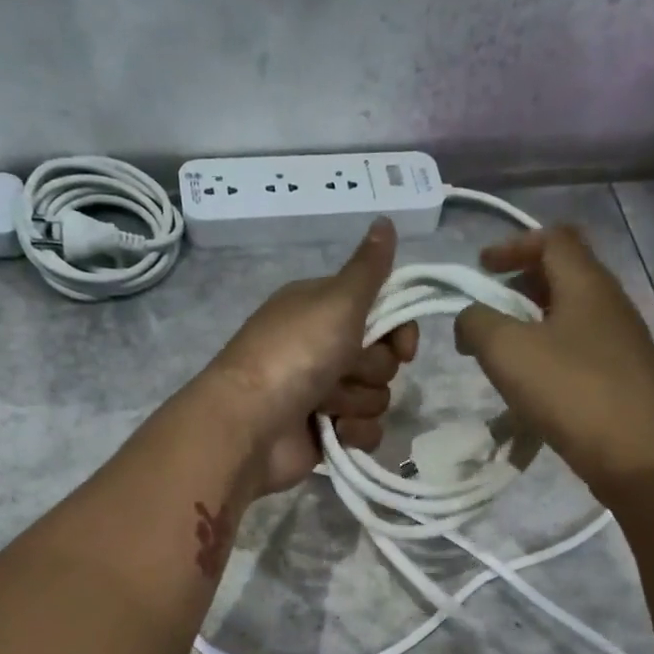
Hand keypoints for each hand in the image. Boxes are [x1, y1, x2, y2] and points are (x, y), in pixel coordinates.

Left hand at [206, 218, 419, 492]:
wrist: (251, 425)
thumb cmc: (294, 355)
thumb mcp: (336, 300)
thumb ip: (369, 268)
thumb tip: (386, 219)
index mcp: (323, 309)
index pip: (384, 314)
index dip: (398, 332)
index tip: (403, 348)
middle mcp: (323, 348)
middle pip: (383, 359)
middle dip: (369, 370)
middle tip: (341, 370)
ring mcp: (324, 393)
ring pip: (376, 398)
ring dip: (356, 402)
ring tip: (323, 405)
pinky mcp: (326, 433)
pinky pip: (366, 433)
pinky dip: (354, 434)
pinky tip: (334, 432)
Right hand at [454, 226, 653, 495]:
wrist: (634, 450)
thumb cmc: (568, 390)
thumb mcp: (505, 350)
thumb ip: (477, 323)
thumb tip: (470, 318)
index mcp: (587, 283)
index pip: (553, 239)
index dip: (513, 245)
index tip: (481, 267)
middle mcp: (613, 302)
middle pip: (566, 275)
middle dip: (522, 286)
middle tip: (491, 312)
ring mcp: (626, 341)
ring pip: (575, 316)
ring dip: (538, 324)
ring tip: (509, 354)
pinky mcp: (629, 377)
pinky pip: (585, 351)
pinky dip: (556, 354)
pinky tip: (540, 387)